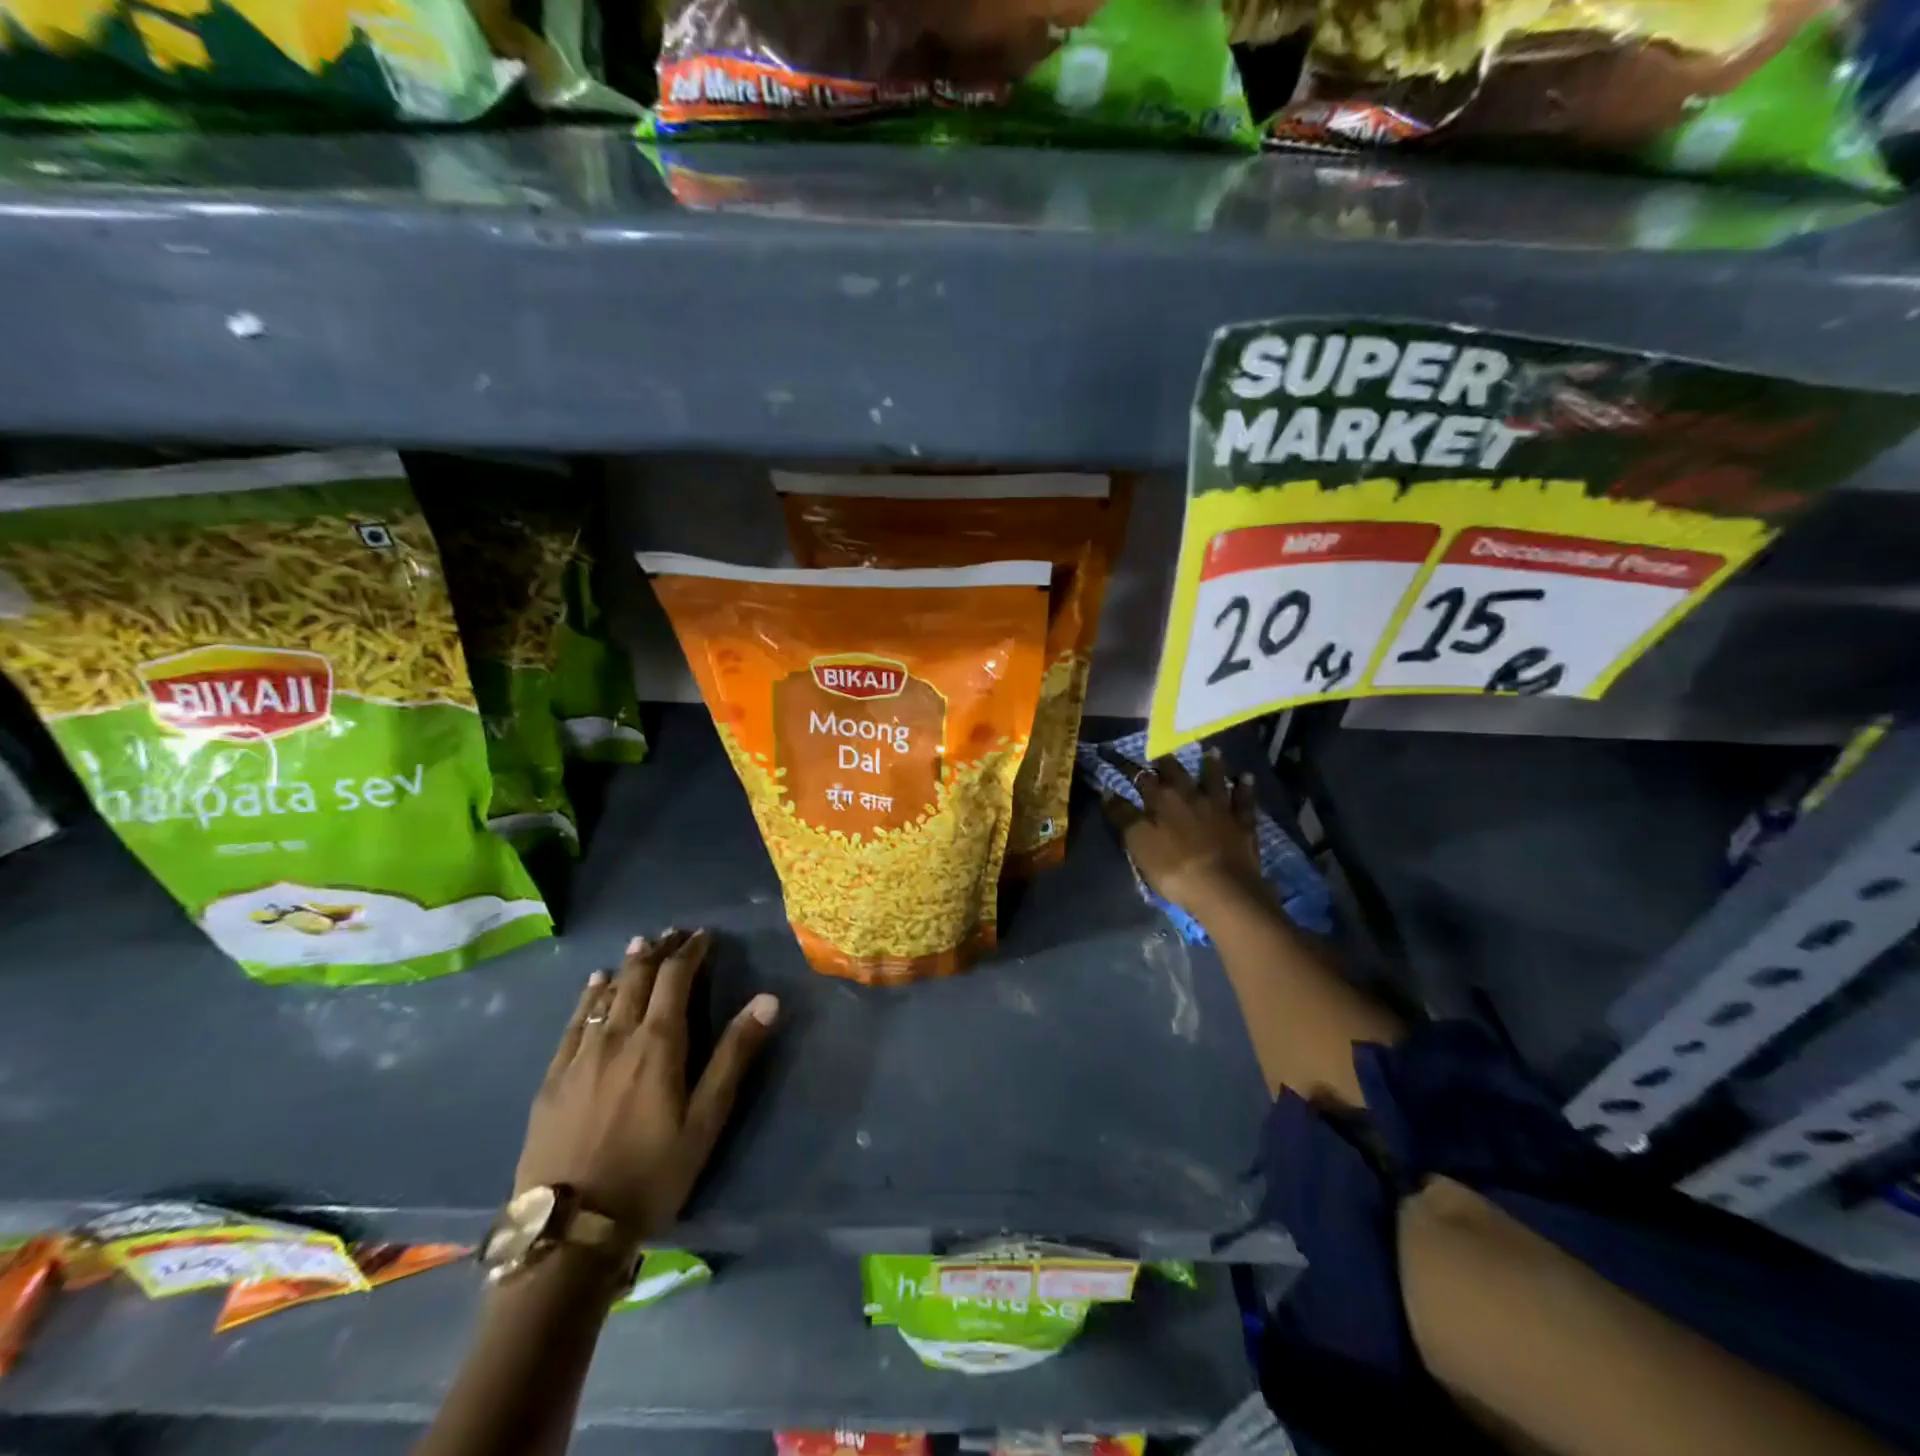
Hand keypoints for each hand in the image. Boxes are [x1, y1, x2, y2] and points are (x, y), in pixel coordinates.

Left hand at [513, 930, 778, 1241]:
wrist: (568, 1231)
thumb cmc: (651, 1174)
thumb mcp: (705, 1120)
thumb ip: (735, 1055)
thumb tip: (767, 999)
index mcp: (658, 1043)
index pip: (675, 979)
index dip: (690, 952)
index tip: (703, 935)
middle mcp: (617, 1037)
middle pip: (637, 979)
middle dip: (657, 951)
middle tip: (672, 933)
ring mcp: (579, 1057)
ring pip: (605, 995)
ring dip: (626, 967)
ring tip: (639, 946)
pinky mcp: (553, 1079)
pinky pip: (573, 1023)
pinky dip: (588, 996)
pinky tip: (593, 985)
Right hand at [1100, 748, 1265, 920]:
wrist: (1223, 888)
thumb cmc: (1173, 867)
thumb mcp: (1138, 843)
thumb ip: (1123, 815)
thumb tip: (1108, 791)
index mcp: (1161, 799)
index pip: (1140, 776)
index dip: (1126, 766)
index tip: (1113, 754)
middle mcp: (1190, 794)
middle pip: (1176, 771)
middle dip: (1166, 759)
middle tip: (1161, 749)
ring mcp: (1219, 806)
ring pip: (1214, 778)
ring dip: (1211, 764)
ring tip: (1210, 751)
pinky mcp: (1243, 822)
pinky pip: (1244, 799)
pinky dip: (1244, 787)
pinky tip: (1246, 777)